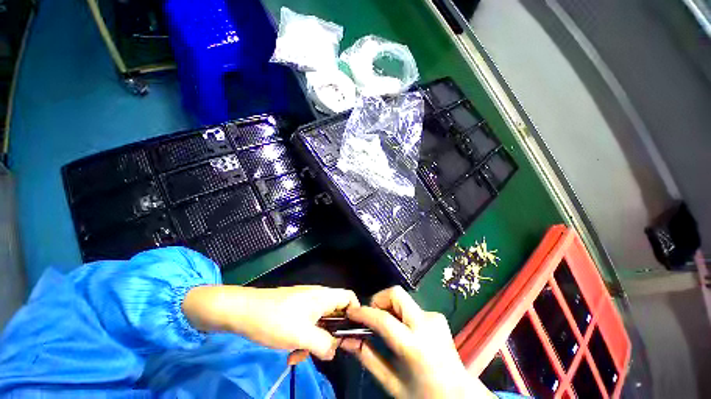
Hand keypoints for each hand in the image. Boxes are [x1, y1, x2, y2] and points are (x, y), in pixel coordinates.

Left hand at [182, 285, 358, 359]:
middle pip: (336, 314)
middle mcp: (318, 297)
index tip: (350, 336)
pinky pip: (307, 324)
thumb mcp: (301, 336)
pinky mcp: (295, 309)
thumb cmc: (275, 320)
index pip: (350, 298)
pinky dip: (303, 338)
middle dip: (331, 335)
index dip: (355, 314)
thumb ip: (323, 344)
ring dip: (314, 341)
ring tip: (299, 356)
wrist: (243, 311)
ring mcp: (305, 303)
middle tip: (323, 353)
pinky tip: (290, 351)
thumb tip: (335, 351)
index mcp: (324, 297)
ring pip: (320, 323)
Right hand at [342, 286, 494, 397]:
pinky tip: (403, 330)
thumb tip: (348, 339)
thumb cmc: (423, 395)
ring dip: (390, 307)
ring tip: (387, 326)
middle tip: (372, 316)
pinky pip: (412, 307)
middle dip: (379, 300)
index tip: (351, 312)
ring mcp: (434, 317)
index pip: (383, 319)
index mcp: (414, 346)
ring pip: (403, 299)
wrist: (460, 396)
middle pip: (396, 294)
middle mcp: (426, 325)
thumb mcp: (391, 383)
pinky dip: (401, 313)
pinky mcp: (437, 316)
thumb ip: (367, 357)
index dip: (364, 312)